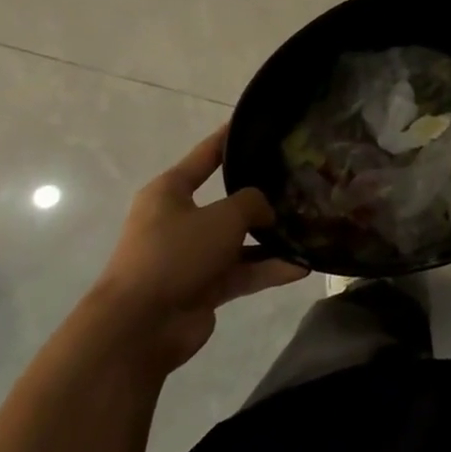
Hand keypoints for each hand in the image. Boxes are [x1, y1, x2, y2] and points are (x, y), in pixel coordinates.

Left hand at [89, 126, 306, 373]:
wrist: (140, 326)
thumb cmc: (176, 254)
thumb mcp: (223, 216)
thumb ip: (252, 202)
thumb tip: (264, 211)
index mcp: (170, 192)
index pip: (205, 156)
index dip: (230, 139)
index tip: (256, 125)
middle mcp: (180, 220)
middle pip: (227, 202)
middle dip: (261, 198)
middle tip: (299, 185)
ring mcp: (192, 256)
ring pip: (239, 241)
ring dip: (271, 240)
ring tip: (310, 231)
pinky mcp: (204, 288)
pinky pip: (243, 272)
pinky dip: (268, 270)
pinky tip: (302, 267)